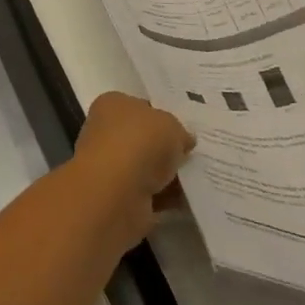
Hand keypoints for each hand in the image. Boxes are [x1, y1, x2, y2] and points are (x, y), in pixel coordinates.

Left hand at [67, 92, 194, 241]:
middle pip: (144, 139)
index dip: (163, 116)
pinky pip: (150, 194)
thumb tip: (183, 141)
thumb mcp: (171, 125)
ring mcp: (110, 168)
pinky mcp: (119, 198)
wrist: (116, 193)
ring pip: (147, 168)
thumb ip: (179, 131)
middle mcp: (106, 133)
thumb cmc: (140, 143)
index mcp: (112, 105)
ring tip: (198, 177)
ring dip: (169, 175)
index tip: (186, 128)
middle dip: (167, 148)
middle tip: (196, 154)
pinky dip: (167, 197)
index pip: (140, 106)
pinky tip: (189, 199)